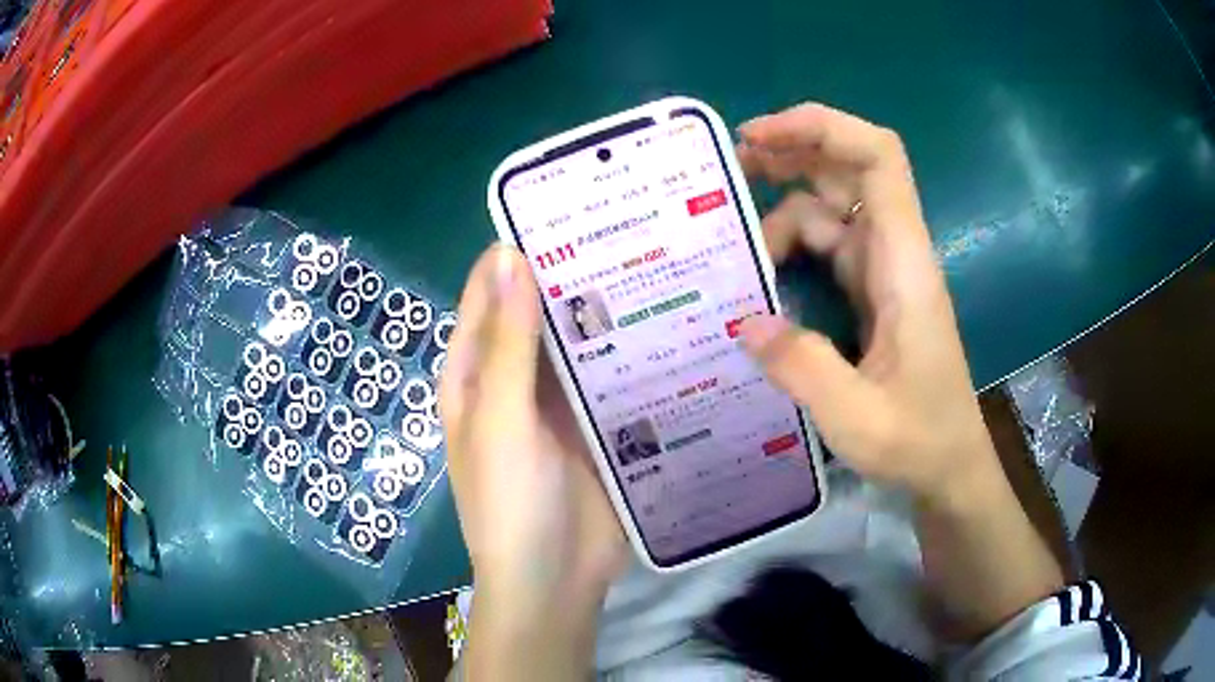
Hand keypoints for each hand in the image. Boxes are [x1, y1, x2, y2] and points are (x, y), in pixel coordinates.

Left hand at [440, 245, 626, 677]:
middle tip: (631, 228)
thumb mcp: (500, 421)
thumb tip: (508, 256)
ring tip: (660, 261)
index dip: (518, 251)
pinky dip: (635, 352)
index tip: (566, 208)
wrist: (555, 581)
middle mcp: (516, 380)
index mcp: (476, 373)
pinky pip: (616, 377)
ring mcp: (562, 404)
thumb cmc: (509, 504)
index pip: (490, 293)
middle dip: (575, 274)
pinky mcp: (601, 425)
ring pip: (583, 342)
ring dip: (609, 310)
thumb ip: (507, 343)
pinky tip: (674, 321)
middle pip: (541, 312)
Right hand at [735, 103, 998, 503]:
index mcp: (904, 264)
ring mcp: (882, 271)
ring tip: (729, 233)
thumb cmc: (919, 442)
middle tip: (729, 167)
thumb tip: (742, 322)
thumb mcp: (858, 418)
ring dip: (782, 206)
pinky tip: (757, 272)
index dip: (823, 128)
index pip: (877, 159)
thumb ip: (801, 367)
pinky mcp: (870, 292)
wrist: (949, 467)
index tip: (761, 137)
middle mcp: (895, 253)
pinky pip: (827, 246)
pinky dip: (790, 245)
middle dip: (791, 152)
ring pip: (831, 206)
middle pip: (849, 168)